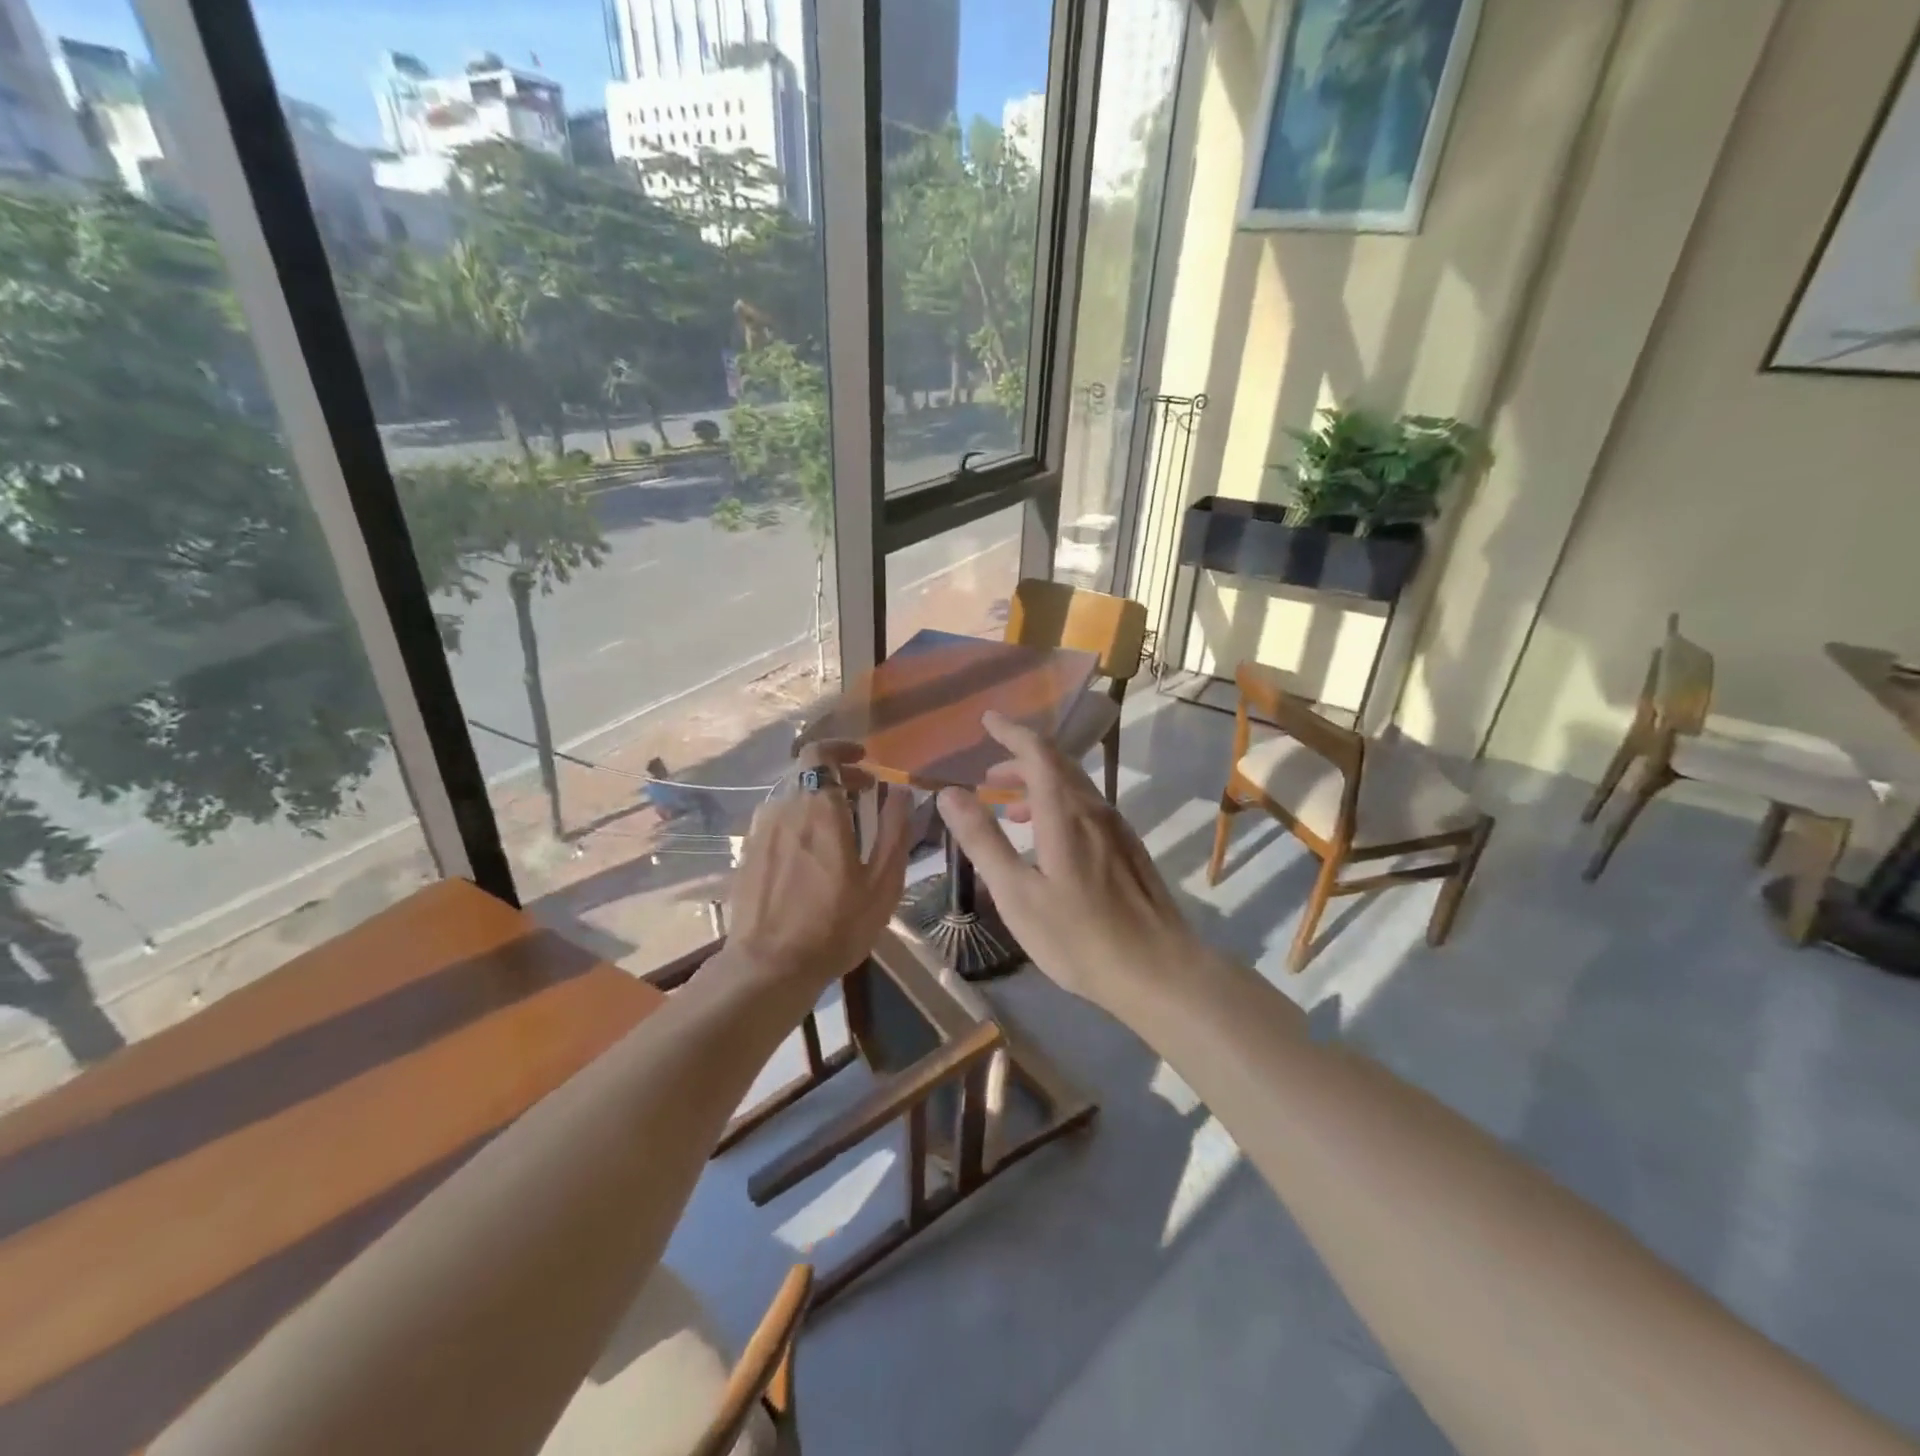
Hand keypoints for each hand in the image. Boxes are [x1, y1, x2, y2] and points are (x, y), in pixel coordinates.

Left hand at [722, 740, 914, 997]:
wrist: (769, 967)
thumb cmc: (835, 925)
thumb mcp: (882, 882)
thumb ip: (894, 830)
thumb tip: (901, 792)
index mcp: (819, 808)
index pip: (819, 753)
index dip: (841, 749)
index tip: (864, 760)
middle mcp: (784, 809)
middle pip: (808, 775)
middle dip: (838, 777)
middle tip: (864, 795)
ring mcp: (761, 832)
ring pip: (792, 799)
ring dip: (818, 801)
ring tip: (842, 827)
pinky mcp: (748, 855)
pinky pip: (777, 823)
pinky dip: (799, 823)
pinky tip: (813, 854)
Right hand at [937, 711, 1212, 1012]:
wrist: (1157, 971)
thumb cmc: (1078, 936)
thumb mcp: (1017, 893)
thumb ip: (983, 840)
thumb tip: (950, 793)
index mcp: (1065, 813)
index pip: (1037, 752)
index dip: (1011, 732)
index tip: (988, 720)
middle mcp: (1094, 810)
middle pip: (1058, 765)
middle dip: (1020, 760)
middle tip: (988, 774)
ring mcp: (1116, 829)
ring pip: (1073, 788)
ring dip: (1038, 786)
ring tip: (1008, 808)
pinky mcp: (1128, 850)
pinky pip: (1086, 809)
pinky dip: (1058, 806)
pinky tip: (1046, 840)